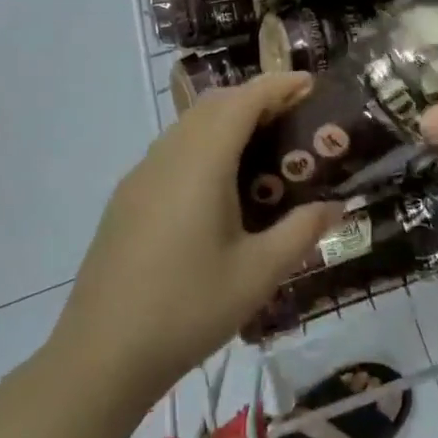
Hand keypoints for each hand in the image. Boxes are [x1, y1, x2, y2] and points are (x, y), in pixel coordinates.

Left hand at [54, 74, 342, 410]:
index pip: (243, 100)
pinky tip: (219, 186)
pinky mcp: (127, 198)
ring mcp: (141, 175)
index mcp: (201, 162)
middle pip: (213, 105)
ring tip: (263, 147)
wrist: (101, 354)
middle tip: (294, 116)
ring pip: (188, 126)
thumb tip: (335, 205)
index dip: (278, 85)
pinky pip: (172, 151)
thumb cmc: (188, 308)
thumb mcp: (258, 273)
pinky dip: (204, 144)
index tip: (309, 83)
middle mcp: (167, 155)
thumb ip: (301, 232)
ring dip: (227, 121)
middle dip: (255, 98)